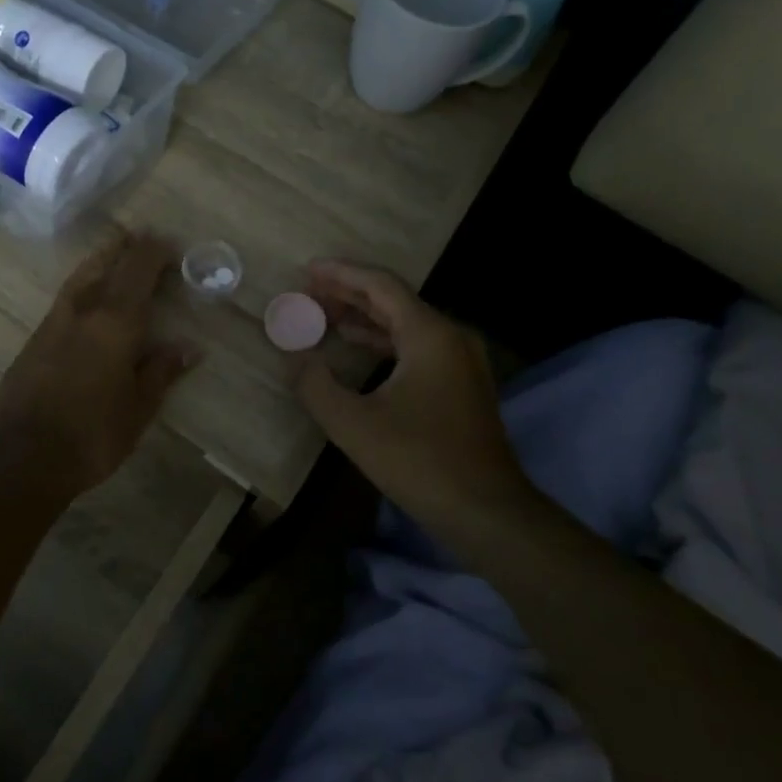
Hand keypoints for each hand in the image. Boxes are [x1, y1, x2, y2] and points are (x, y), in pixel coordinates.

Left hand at [0, 230, 199, 491]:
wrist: (20, 456)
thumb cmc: (91, 435)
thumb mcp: (138, 409)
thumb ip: (161, 372)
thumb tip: (189, 347)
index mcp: (115, 322)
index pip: (138, 272)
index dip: (155, 253)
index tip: (170, 245)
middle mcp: (83, 311)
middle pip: (106, 265)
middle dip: (127, 248)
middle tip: (143, 237)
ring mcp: (53, 322)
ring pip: (80, 276)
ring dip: (100, 259)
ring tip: (114, 251)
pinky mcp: (34, 339)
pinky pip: (65, 296)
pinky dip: (82, 282)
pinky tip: (86, 294)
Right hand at [294, 260, 529, 525]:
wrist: (486, 512)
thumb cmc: (419, 461)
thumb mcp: (353, 424)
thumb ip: (316, 385)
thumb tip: (295, 358)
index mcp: (430, 334)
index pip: (381, 285)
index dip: (341, 274)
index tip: (307, 269)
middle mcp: (451, 337)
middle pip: (394, 300)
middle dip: (348, 293)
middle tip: (308, 291)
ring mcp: (461, 360)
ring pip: (405, 323)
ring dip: (364, 316)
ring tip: (323, 315)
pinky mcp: (461, 383)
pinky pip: (416, 345)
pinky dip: (383, 340)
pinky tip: (356, 347)